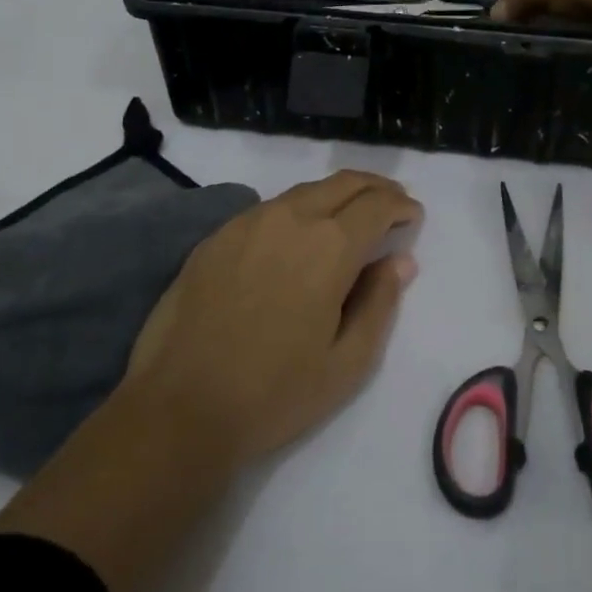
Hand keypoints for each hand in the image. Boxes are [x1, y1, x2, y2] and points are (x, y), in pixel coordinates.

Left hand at [0, 170, 421, 591]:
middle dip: (375, 188)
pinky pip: (269, 208)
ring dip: (336, 195)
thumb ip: (380, 303)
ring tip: (349, 216)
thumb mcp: (348, 362)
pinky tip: (297, 235)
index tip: (413, 217)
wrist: (179, 408)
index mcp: (329, 245)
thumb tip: (400, 261)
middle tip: (391, 203)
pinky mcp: (216, 236)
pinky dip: (298, 210)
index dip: (401, 206)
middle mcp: (290, 218)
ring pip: (304, 191)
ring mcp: (247, 222)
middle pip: (343, 183)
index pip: (377, 205)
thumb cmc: (275, 393)